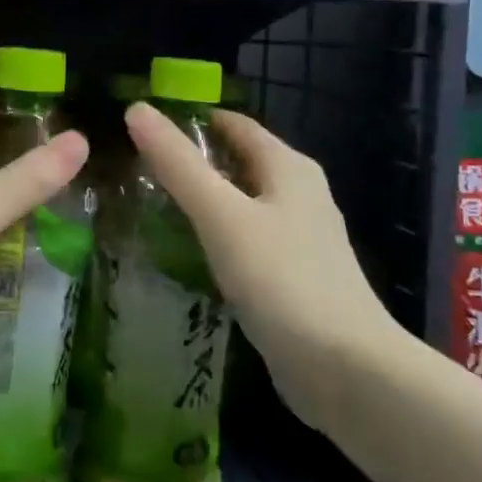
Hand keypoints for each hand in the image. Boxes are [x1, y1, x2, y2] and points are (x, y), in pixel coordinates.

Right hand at [124, 102, 403, 430]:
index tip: (141, 128)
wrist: (347, 371)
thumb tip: (137, 110)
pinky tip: (186, 253)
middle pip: (237, 161)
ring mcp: (299, 238)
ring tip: (149, 207)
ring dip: (202, 201)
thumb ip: (178, 164)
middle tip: (134, 170)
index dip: (189, 119)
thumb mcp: (222, 216)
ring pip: (241, 203)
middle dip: (191, 162)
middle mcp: (299, 194)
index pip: (233, 124)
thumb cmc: (283, 281)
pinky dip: (215, 236)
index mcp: (288, 167)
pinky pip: (246, 239)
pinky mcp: (293, 276)